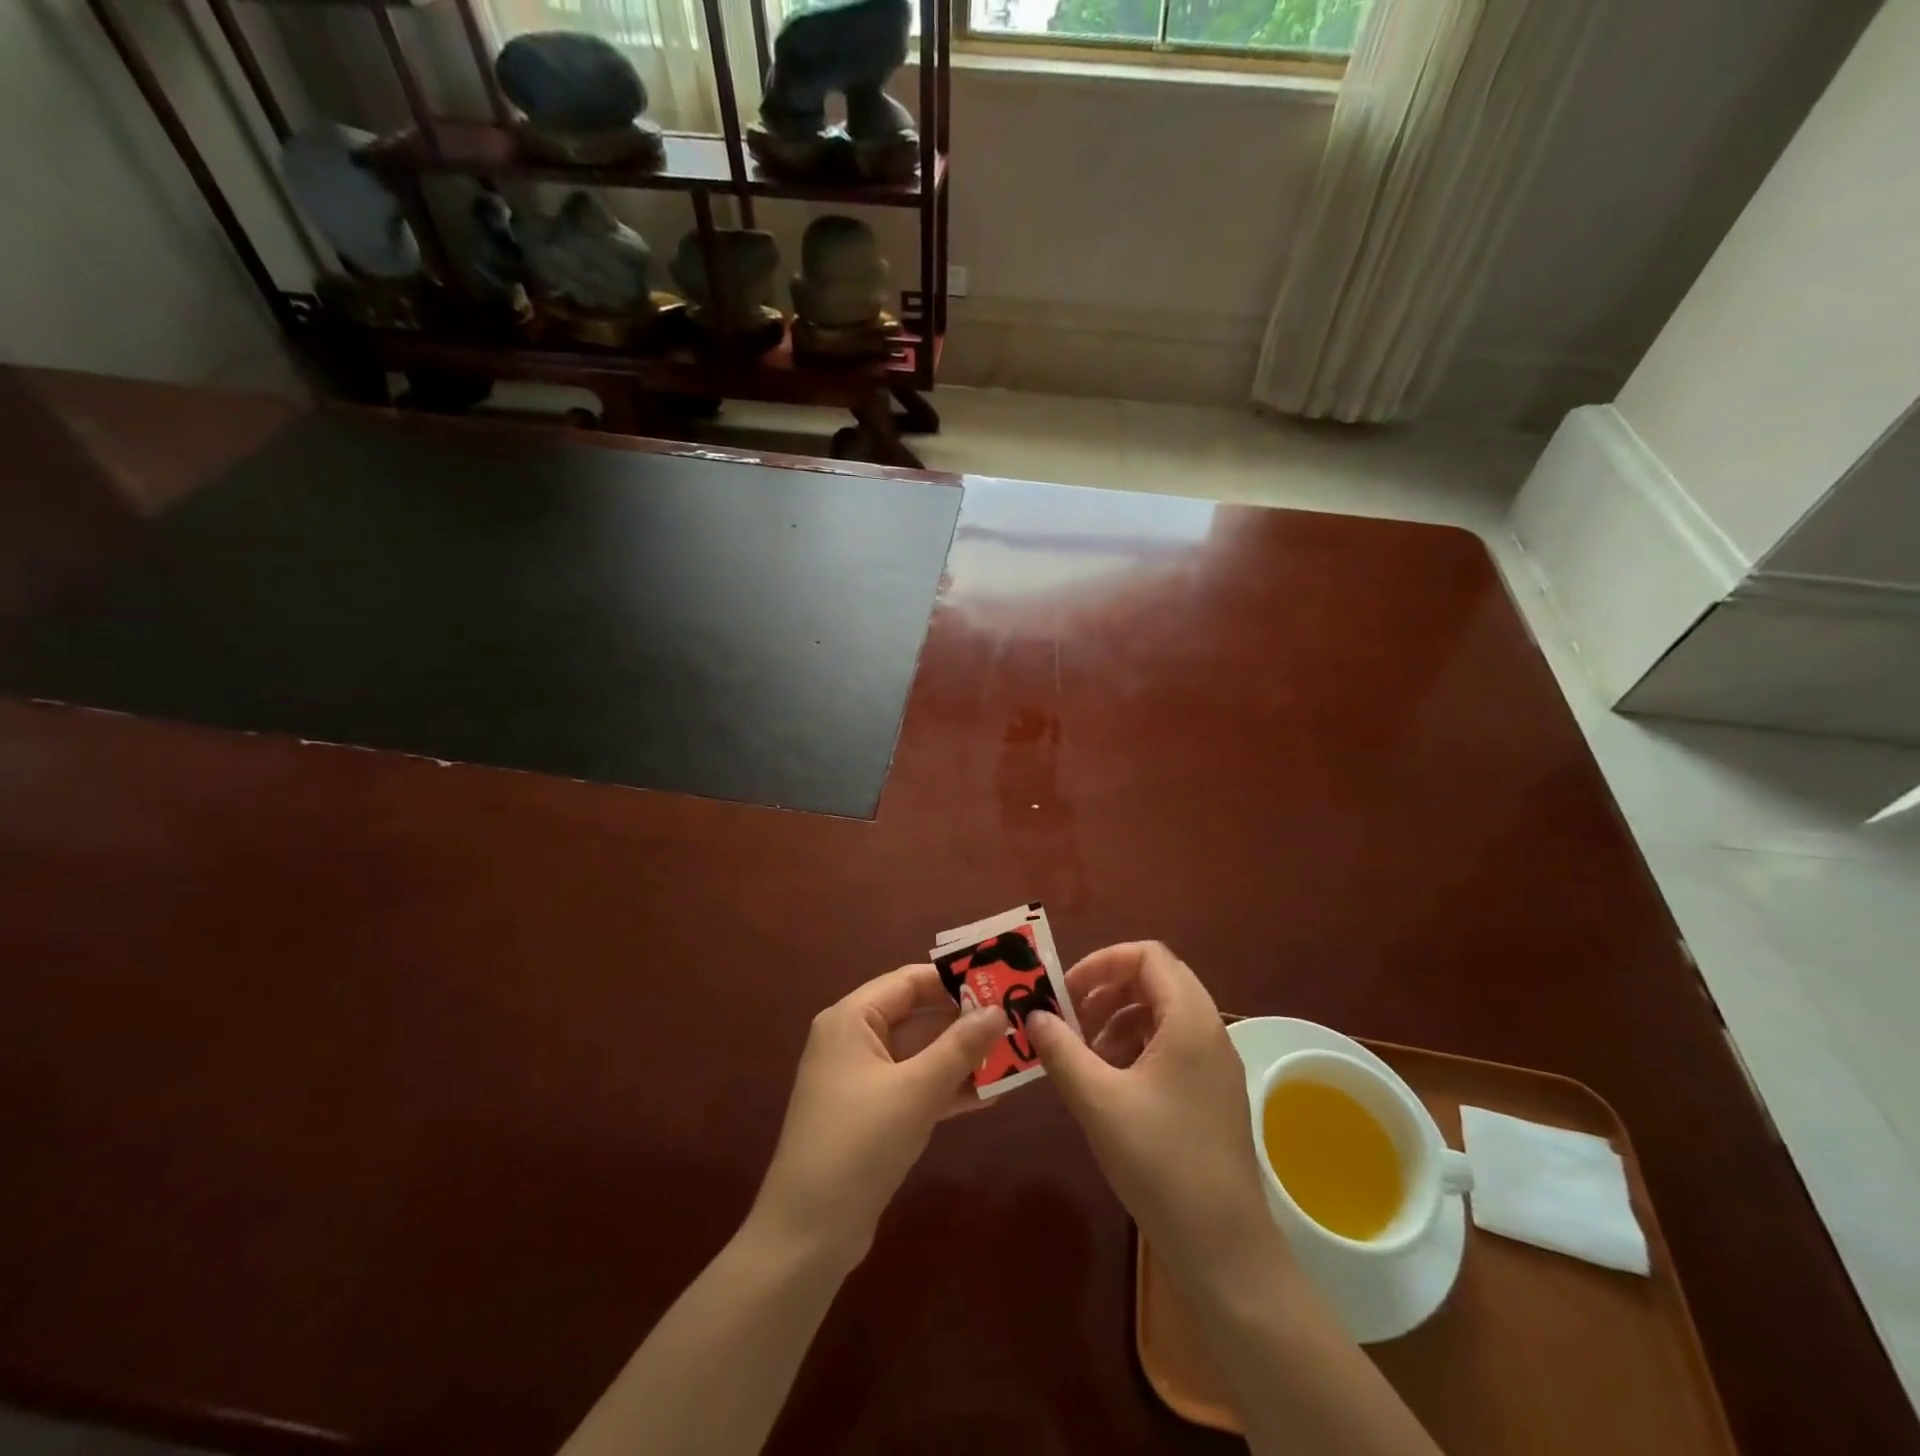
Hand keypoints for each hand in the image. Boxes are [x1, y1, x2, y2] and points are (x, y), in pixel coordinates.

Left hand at [749, 964, 1006, 1271]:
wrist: (808, 1234)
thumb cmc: (859, 1144)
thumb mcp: (916, 1090)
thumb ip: (960, 1047)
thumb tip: (999, 1010)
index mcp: (852, 1018)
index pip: (910, 980)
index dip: (955, 979)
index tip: (1001, 980)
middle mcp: (853, 1039)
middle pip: (916, 1014)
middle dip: (964, 1019)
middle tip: (1015, 1017)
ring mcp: (860, 1079)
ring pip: (919, 1053)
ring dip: (961, 1055)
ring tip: (1012, 1052)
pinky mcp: (869, 1114)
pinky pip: (914, 1086)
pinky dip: (946, 1087)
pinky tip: (989, 1094)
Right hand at [1027, 942, 1281, 1288]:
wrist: (1224, 1250)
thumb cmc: (1160, 1162)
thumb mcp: (1098, 1101)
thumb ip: (1061, 1050)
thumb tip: (1032, 1015)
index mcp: (1190, 1019)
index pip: (1147, 955)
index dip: (1102, 962)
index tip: (1066, 992)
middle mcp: (1209, 1030)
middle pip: (1155, 980)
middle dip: (1107, 990)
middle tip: (1069, 1018)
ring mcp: (1214, 1064)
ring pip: (1161, 1014)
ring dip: (1118, 1019)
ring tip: (1083, 1054)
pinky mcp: (1211, 1093)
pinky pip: (1170, 1046)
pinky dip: (1135, 1047)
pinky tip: (1108, 1082)